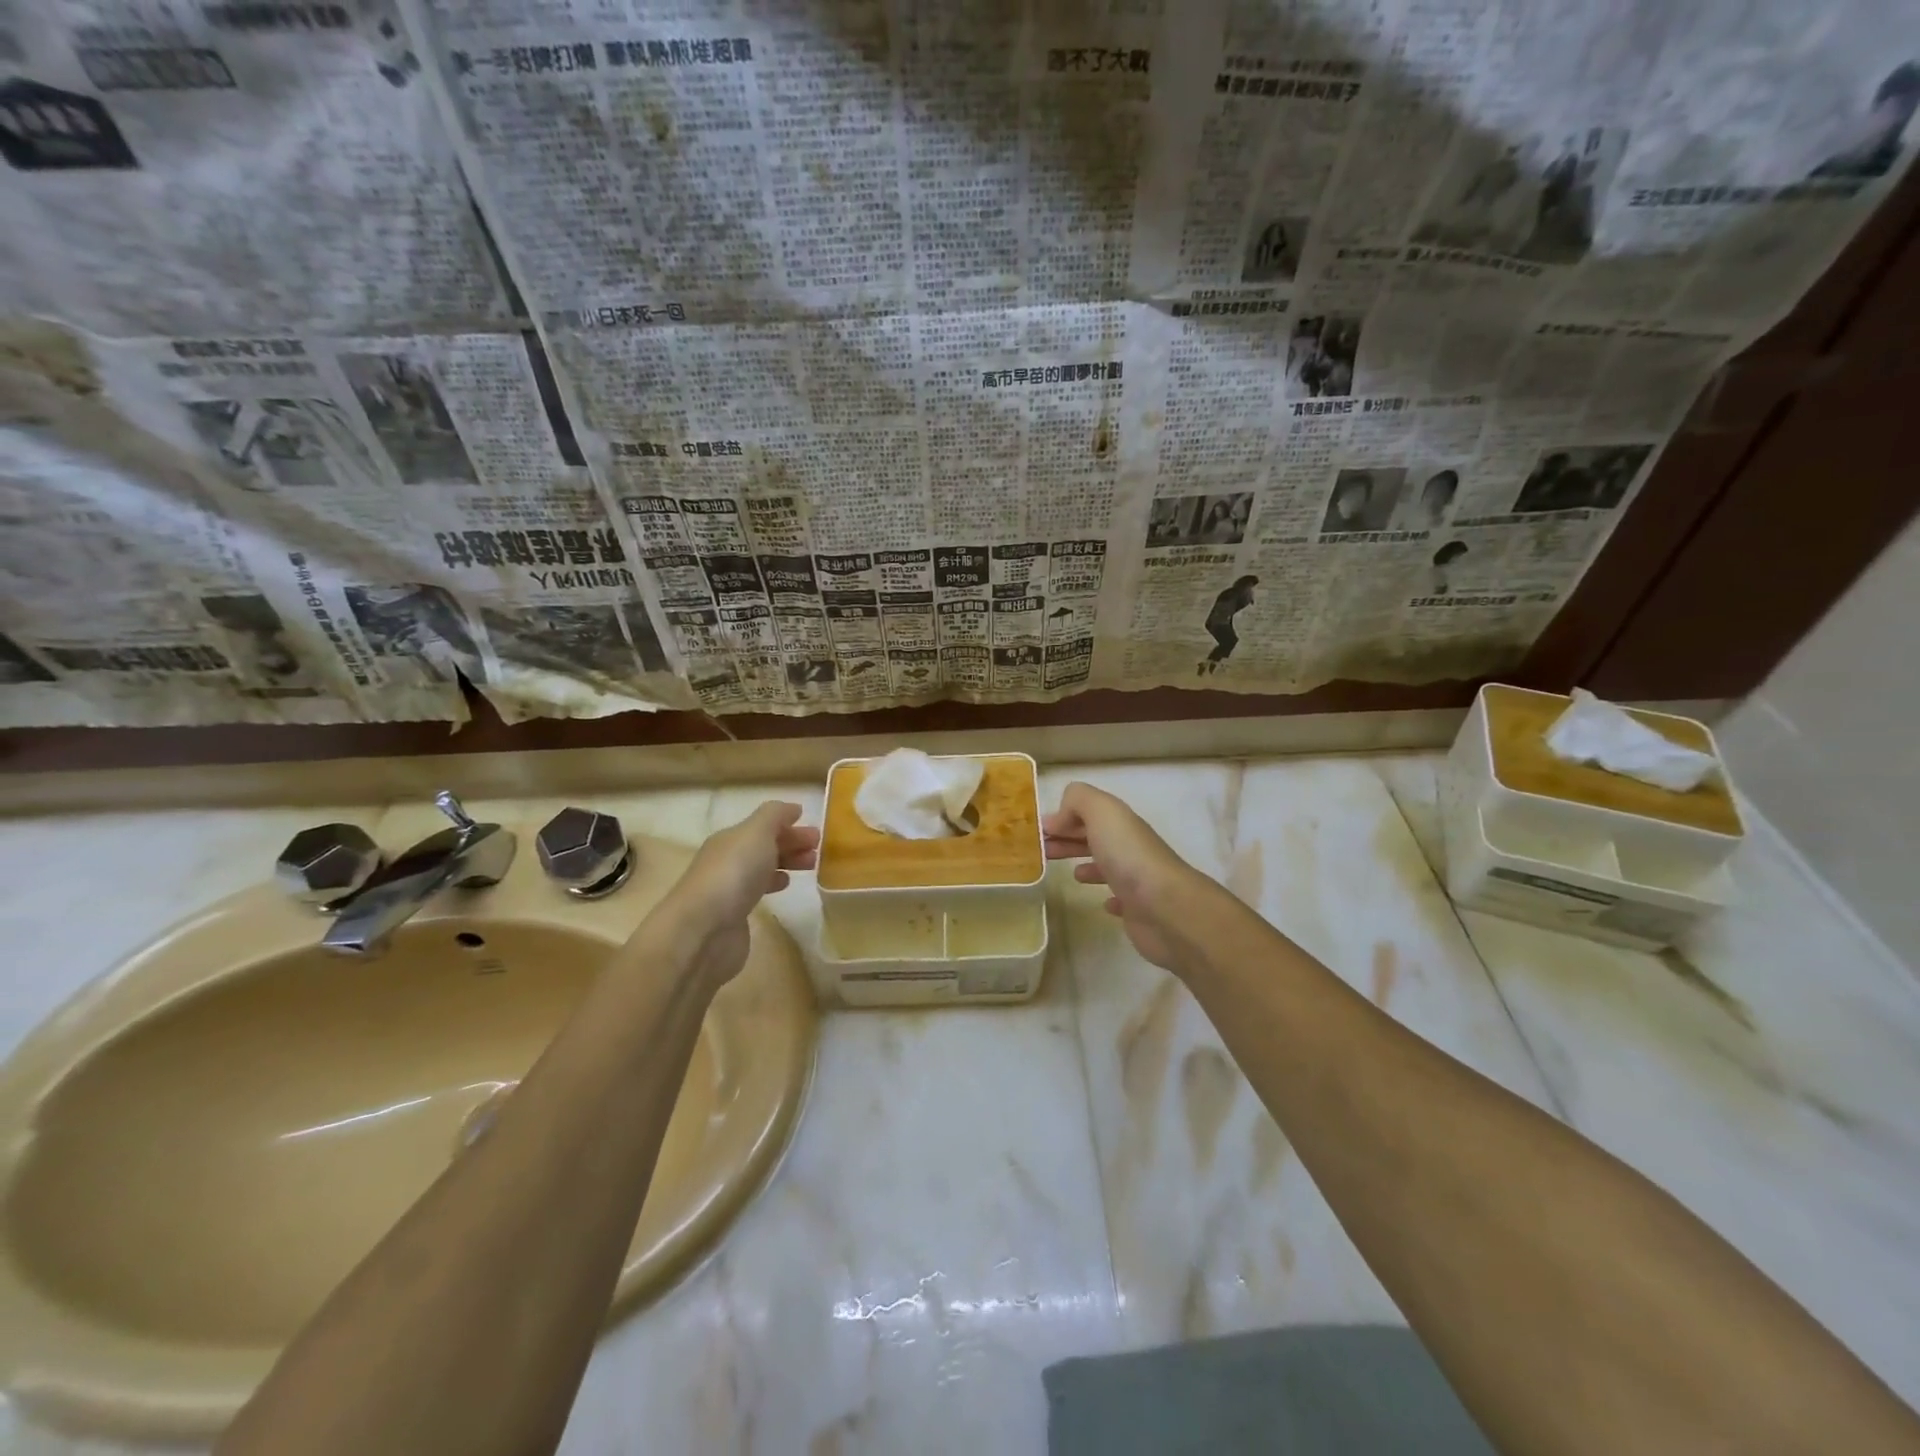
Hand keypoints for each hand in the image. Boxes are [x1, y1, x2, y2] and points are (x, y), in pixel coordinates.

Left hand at [653, 802, 818, 989]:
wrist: (702, 930)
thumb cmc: (733, 873)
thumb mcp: (756, 832)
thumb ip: (775, 816)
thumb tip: (792, 808)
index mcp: (730, 838)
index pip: (763, 826)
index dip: (788, 826)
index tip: (817, 834)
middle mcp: (727, 860)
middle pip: (762, 847)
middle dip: (790, 844)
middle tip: (818, 851)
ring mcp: (728, 889)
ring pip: (762, 868)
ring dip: (785, 864)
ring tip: (810, 868)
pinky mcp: (733, 916)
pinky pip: (757, 892)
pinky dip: (773, 885)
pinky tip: (784, 889)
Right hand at [1043, 781, 1215, 972]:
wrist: (1165, 907)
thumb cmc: (1128, 856)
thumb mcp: (1101, 812)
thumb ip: (1078, 800)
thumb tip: (1060, 816)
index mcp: (1121, 823)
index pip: (1089, 813)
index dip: (1063, 819)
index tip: (1038, 832)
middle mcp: (1130, 847)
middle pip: (1096, 838)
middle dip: (1068, 840)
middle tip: (1041, 852)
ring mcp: (1136, 879)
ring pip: (1107, 866)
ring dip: (1088, 865)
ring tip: (1070, 874)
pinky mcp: (1138, 910)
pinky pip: (1121, 899)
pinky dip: (1109, 897)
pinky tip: (1104, 903)